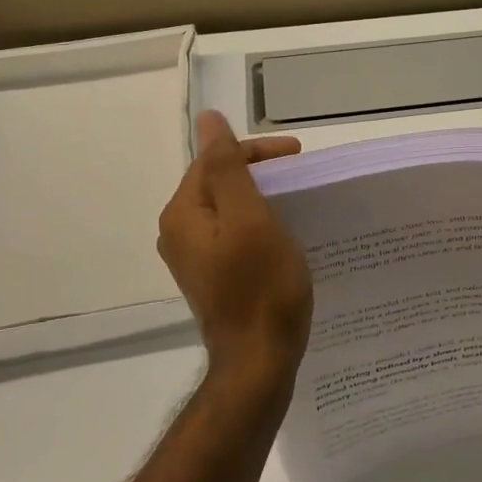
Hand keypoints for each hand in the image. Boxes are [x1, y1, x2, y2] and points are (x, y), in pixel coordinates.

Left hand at [158, 111, 313, 395]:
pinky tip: (283, 234)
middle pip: (219, 183)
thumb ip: (228, 168)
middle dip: (261, 174)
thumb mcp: (250, 219)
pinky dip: (258, 225)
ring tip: (297, 202)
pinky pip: (233, 235)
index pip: (216, 161)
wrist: (258, 361)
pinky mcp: (212, 277)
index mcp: (183, 213)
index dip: (257, 151)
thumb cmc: (260, 287)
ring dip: (261, 199)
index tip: (299, 157)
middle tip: (302, 179)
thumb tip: (208, 119)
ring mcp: (194, 258)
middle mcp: (179, 232)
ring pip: (228, 210)